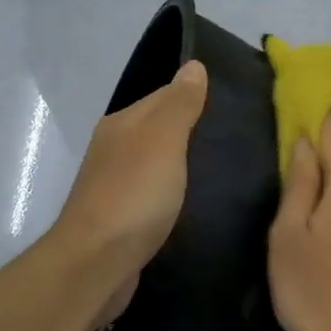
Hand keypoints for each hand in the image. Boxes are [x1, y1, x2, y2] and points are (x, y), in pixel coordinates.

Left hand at [51, 60, 207, 324]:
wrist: (95, 265)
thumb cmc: (134, 195)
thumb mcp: (164, 139)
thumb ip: (180, 104)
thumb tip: (193, 65)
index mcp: (122, 124)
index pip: (164, 96)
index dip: (196, 98)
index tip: (233, 107)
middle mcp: (114, 149)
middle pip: (159, 130)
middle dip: (191, 133)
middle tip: (235, 141)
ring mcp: (114, 186)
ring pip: (156, 164)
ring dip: (182, 166)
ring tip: (223, 171)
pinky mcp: (120, 220)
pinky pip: (153, 196)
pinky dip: (172, 195)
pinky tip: (193, 204)